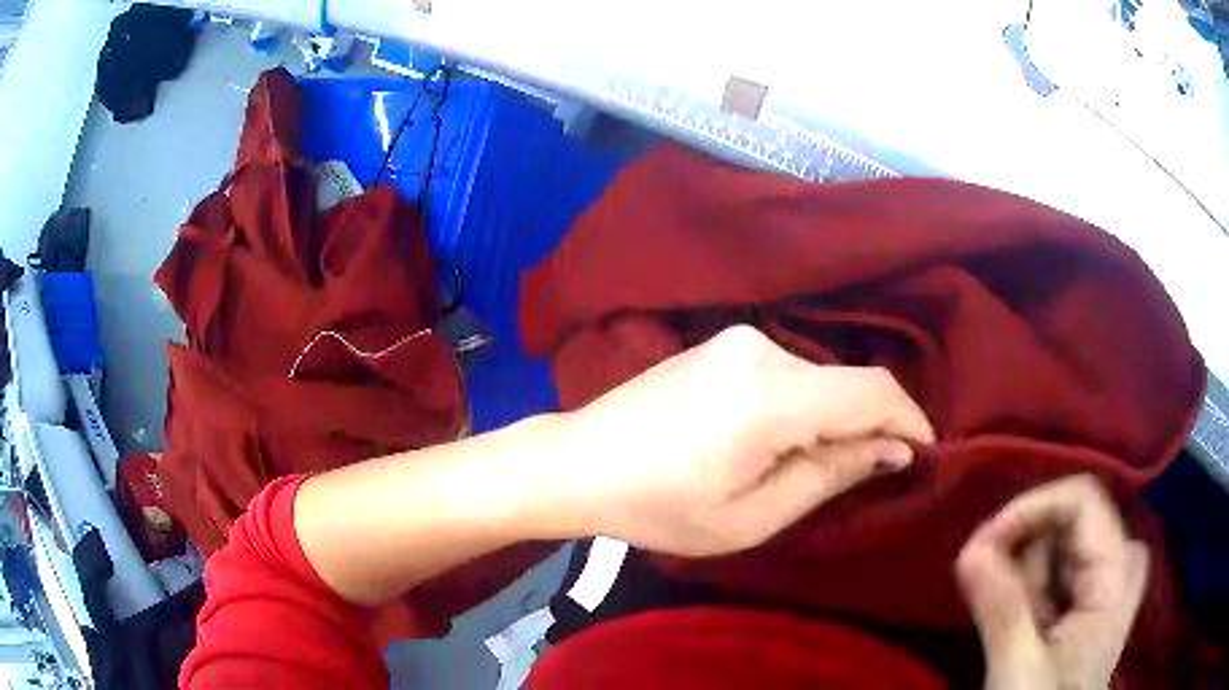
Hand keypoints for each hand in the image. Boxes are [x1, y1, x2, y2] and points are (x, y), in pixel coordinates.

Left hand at [554, 325, 934, 556]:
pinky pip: (792, 375)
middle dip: (867, 430)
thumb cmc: (657, 506)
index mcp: (768, 397)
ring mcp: (740, 340)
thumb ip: (830, 474)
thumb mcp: (750, 516)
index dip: (910, 421)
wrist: (579, 461)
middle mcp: (761, 350)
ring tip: (800, 469)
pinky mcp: (726, 344)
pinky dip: (803, 408)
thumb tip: (893, 448)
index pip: (872, 393)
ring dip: (832, 422)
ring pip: (821, 381)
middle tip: (855, 480)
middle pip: (847, 387)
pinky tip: (771, 444)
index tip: (925, 453)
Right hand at [956, 475, 1149, 689]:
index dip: (1030, 509)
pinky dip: (1027, 594)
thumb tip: (968, 548)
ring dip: (1024, 583)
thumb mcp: (1019, 671)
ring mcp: (1107, 581)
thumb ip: (1000, 609)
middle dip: (1024, 559)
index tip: (981, 545)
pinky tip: (1023, 629)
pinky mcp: (1089, 600)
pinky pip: (1055, 572)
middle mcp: (1119, 563)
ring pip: (1058, 548)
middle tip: (999, 608)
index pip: (1082, 499)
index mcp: (1117, 574)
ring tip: (1016, 633)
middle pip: (1068, 521)